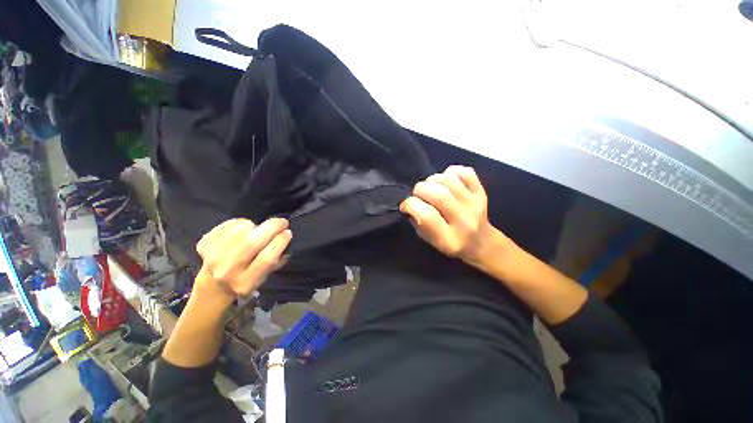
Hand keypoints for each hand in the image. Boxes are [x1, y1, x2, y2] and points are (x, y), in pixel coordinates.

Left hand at [195, 218, 291, 301]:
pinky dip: (240, 223)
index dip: (280, 242)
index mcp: (245, 283)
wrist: (214, 283)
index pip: (266, 259)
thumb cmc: (247, 277)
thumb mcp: (265, 276)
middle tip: (282, 222)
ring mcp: (212, 258)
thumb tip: (286, 236)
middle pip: (251, 243)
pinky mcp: (204, 244)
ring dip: (255, 226)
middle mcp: (226, 272)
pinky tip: (242, 230)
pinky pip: (228, 225)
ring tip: (258, 230)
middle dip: (271, 227)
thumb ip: (277, 259)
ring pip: (240, 230)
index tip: (288, 232)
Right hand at [400, 166, 498, 265]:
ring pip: (449, 180)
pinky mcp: (481, 192)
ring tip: (430, 186)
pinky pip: (465, 172)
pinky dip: (451, 172)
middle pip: (438, 194)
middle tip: (417, 194)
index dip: (410, 205)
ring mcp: (475, 204)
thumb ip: (419, 223)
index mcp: (449, 238)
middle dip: (420, 189)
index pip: (427, 215)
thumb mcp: (431, 241)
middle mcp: (464, 221)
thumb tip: (410, 204)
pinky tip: (446, 180)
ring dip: (433, 179)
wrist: (482, 243)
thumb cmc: (452, 244)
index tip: (405, 205)